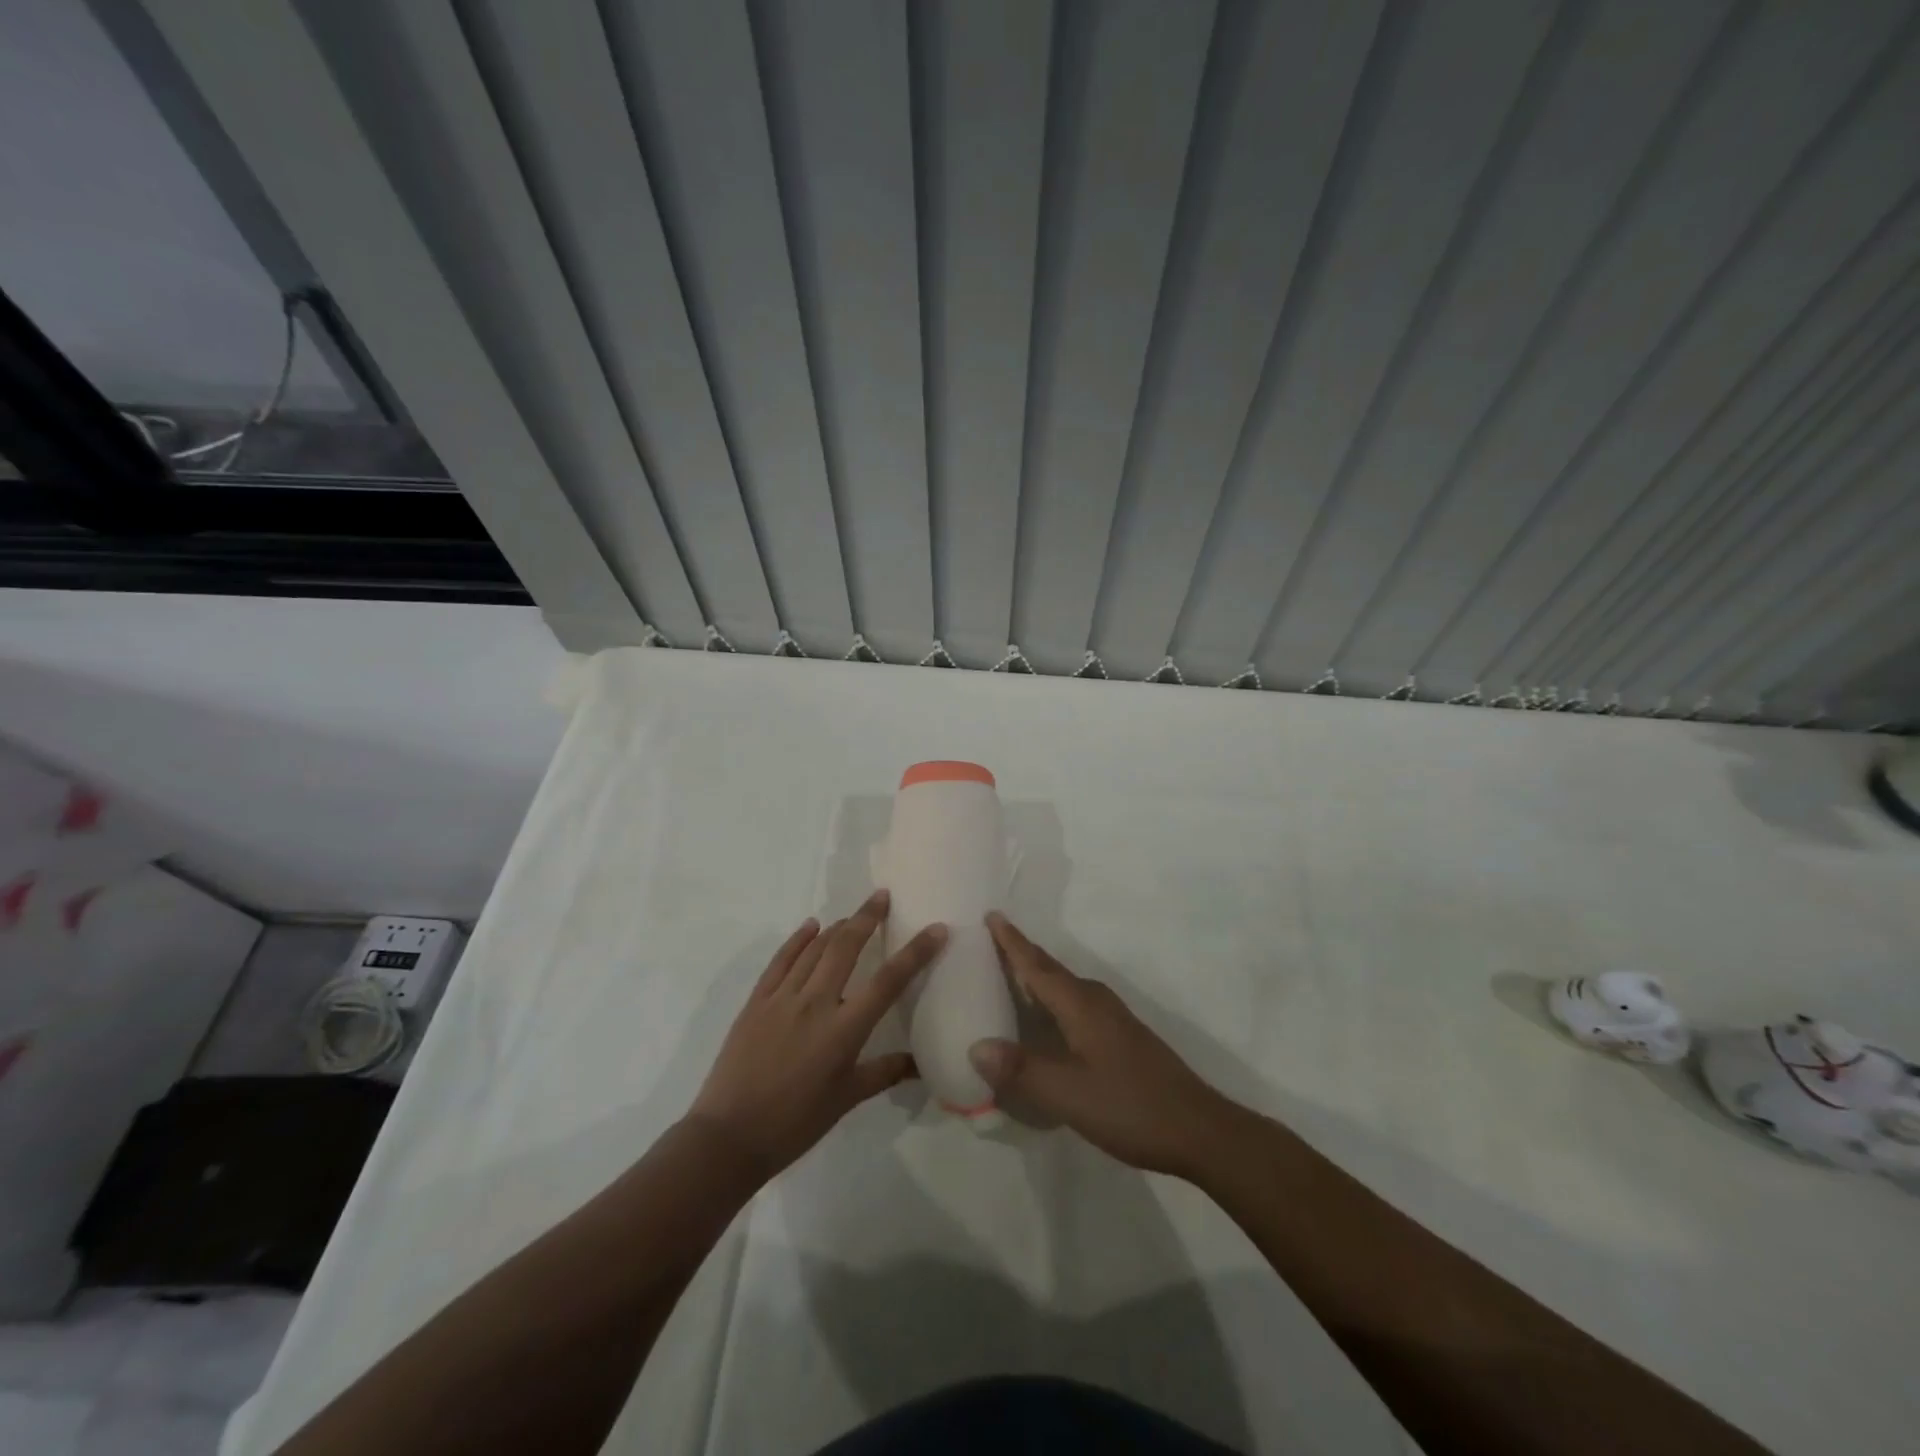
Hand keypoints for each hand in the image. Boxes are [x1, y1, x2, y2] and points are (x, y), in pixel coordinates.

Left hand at [688, 890, 945, 1179]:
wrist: (729, 1136)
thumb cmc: (795, 1123)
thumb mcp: (846, 1099)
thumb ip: (884, 1073)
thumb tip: (920, 1064)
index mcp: (844, 1030)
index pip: (889, 981)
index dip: (916, 952)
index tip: (936, 929)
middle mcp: (815, 1003)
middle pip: (846, 947)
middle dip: (867, 917)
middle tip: (882, 896)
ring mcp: (782, 998)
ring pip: (814, 949)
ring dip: (836, 927)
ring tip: (853, 915)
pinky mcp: (756, 1001)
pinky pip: (781, 961)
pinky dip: (797, 940)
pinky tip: (810, 926)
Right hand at [969, 913, 1246, 1180]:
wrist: (1198, 1130)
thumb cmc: (1130, 1106)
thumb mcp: (1069, 1095)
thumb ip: (1022, 1070)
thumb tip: (976, 1047)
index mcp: (1080, 1005)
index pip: (1037, 965)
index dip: (1013, 942)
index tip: (992, 914)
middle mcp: (1095, 1002)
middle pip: (1050, 971)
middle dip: (1021, 954)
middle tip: (990, 942)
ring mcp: (1112, 1020)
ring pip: (1064, 989)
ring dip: (1036, 978)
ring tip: (1008, 976)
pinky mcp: (1121, 1039)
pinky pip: (1075, 1006)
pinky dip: (1052, 1002)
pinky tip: (1045, 1022)